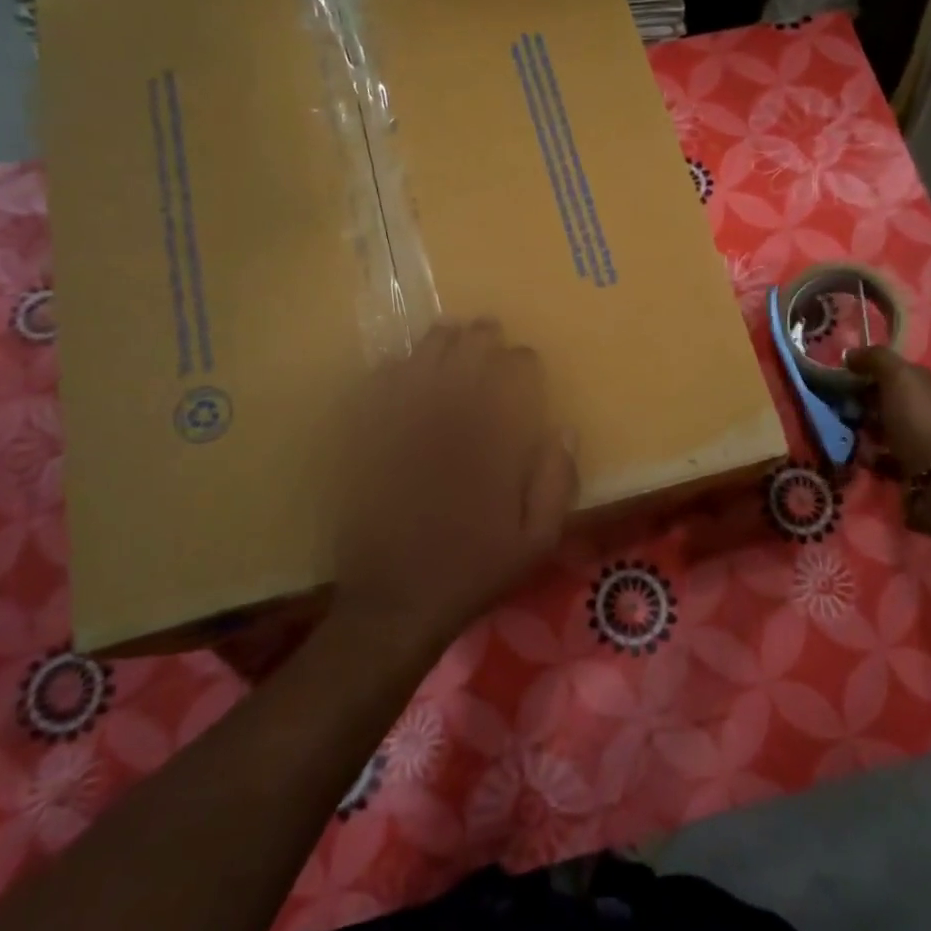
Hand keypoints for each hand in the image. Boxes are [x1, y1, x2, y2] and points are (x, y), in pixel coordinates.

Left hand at [333, 319, 576, 649]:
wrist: (396, 603)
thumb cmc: (472, 571)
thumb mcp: (537, 542)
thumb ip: (557, 483)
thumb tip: (564, 430)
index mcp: (490, 444)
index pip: (511, 380)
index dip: (520, 362)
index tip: (526, 359)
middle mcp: (446, 426)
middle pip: (463, 360)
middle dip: (479, 338)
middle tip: (487, 328)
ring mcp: (401, 431)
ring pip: (419, 366)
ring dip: (436, 343)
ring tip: (449, 332)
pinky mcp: (367, 444)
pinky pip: (375, 393)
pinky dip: (389, 373)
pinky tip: (398, 367)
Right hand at [846, 348, 930, 478]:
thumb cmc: (918, 420)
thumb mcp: (898, 377)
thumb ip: (875, 358)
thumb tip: (850, 354)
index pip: (898, 370)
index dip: (872, 370)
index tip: (846, 376)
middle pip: (890, 399)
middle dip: (865, 401)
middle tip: (843, 406)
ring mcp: (923, 438)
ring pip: (885, 426)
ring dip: (866, 428)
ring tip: (848, 432)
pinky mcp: (914, 464)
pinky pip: (885, 453)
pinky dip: (872, 454)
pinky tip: (863, 455)